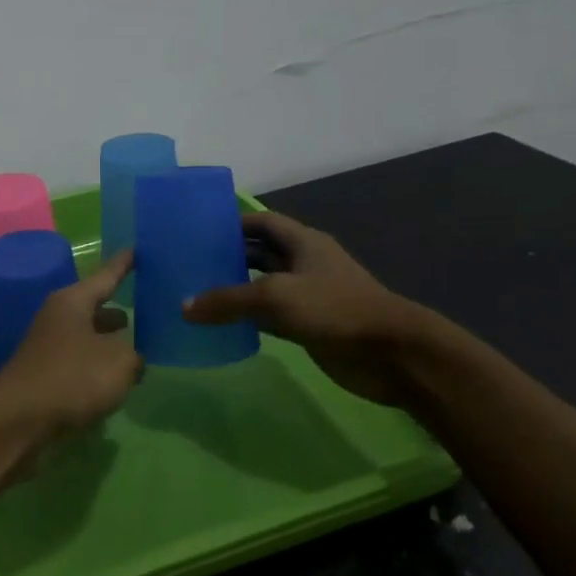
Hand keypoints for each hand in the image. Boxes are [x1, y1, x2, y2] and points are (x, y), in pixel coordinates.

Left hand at [0, 250, 143, 442]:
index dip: (124, 265)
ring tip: (137, 349)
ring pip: (87, 337)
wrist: (18, 420)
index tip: (137, 249)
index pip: (106, 276)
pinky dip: (97, 367)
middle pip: (95, 308)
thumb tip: (133, 357)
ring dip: (109, 343)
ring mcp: (48, 347)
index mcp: (74, 302)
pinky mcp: (45, 375)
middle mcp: (58, 317)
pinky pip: (79, 362)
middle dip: (118, 311)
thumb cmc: (72, 378)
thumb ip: (135, 355)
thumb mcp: (119, 362)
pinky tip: (114, 382)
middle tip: (147, 311)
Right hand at [183, 210, 434, 405]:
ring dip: (237, 289)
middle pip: (261, 252)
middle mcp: (305, 263)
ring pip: (264, 286)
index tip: (198, 229)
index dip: (232, 222)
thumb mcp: (275, 297)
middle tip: (191, 263)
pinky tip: (223, 325)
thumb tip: (184, 306)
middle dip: (230, 256)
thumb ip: (228, 300)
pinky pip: (271, 316)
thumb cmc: (334, 309)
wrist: (391, 354)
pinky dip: (249, 318)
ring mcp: (309, 295)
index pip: (261, 222)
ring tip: (198, 292)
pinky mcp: (310, 325)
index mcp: (303, 242)